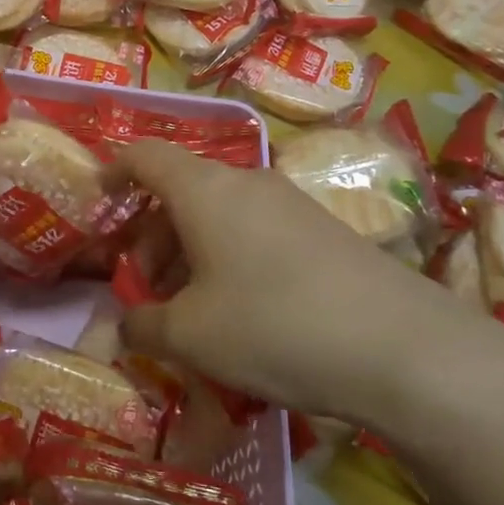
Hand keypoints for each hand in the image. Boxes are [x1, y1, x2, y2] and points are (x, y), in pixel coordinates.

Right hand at [113, 140, 503, 430]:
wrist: (405, 349)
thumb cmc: (272, 325)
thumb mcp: (190, 336)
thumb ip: (143, 325)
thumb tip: (126, 326)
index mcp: (204, 189)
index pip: (145, 155)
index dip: (114, 170)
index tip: (99, 199)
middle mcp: (246, 182)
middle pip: (181, 191)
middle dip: (151, 236)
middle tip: (144, 289)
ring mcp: (291, 204)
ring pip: (219, 215)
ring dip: (189, 253)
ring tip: (188, 312)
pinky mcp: (324, 232)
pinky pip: (254, 233)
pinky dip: (228, 261)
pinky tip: (239, 314)